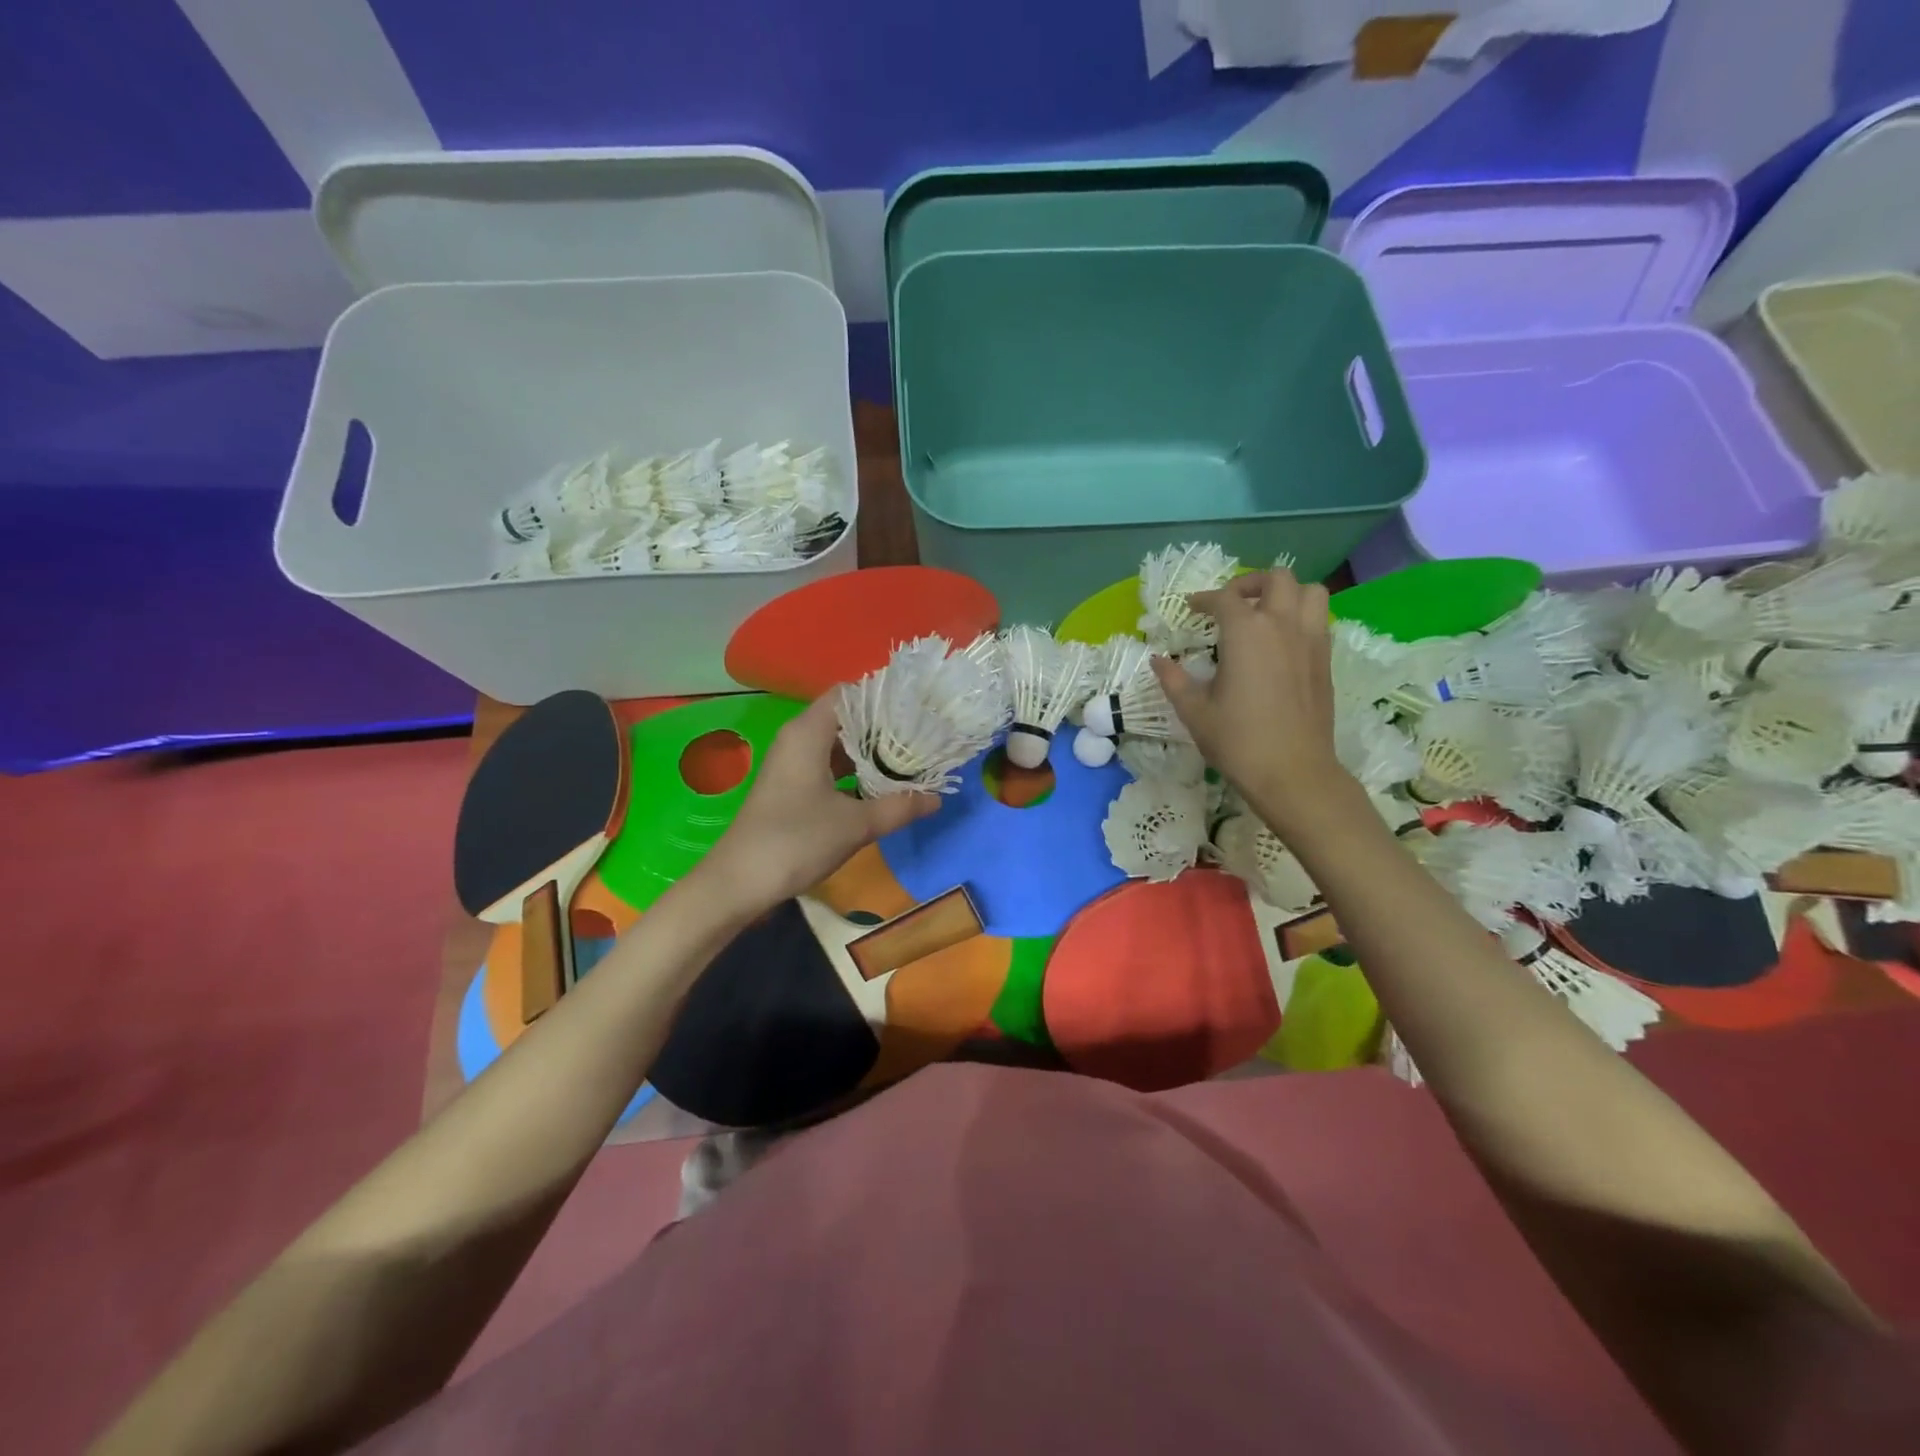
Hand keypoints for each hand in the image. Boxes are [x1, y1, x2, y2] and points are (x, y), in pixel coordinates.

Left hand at [702, 695, 938, 909]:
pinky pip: (829, 766)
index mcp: (808, 733)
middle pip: (847, 718)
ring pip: (839, 744)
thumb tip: (937, 798)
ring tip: (911, 759)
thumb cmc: (796, 841)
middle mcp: (798, 739)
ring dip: (872, 751)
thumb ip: (899, 807)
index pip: (850, 694)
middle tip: (923, 736)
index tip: (918, 709)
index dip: (883, 698)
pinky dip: (855, 771)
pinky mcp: (792, 787)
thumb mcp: (856, 824)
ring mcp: (793, 764)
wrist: (739, 882)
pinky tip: (882, 786)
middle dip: (884, 727)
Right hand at [1152, 567, 1352, 832]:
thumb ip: (1174, 680)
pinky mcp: (1326, 661)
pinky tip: (1282, 643)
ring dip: (1286, 594)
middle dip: (1251, 583)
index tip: (1192, 609)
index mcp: (1246, 632)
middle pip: (1276, 580)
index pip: (1225, 599)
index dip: (1204, 599)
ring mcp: (1311, 641)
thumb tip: (1158, 660)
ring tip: (1265, 614)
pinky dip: (1301, 618)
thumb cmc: (1237, 740)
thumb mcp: (1194, 711)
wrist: (1292, 772)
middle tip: (1232, 603)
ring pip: (1310, 593)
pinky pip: (1319, 621)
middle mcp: (1283, 626)